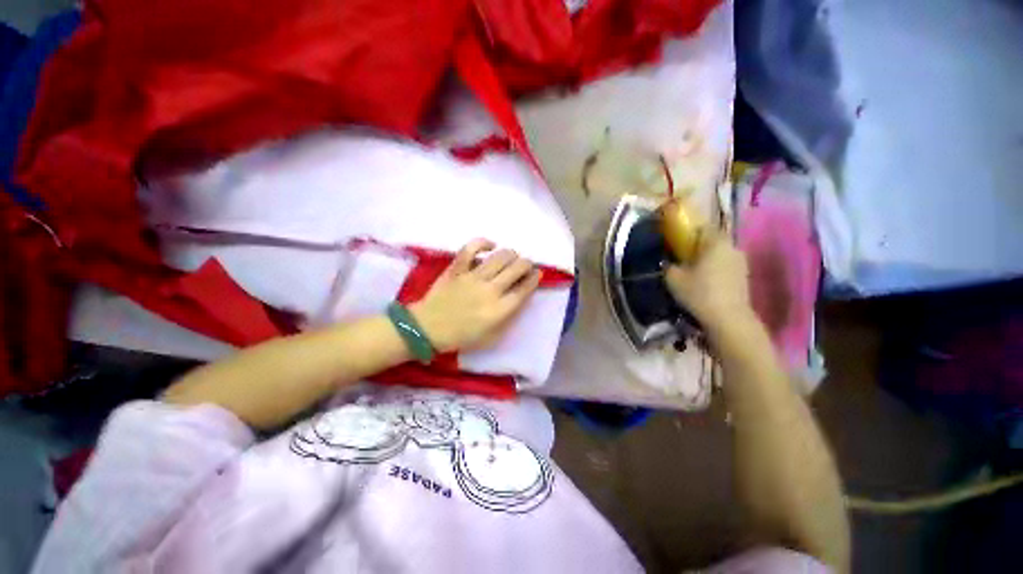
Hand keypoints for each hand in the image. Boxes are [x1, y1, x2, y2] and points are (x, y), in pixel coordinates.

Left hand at [410, 240, 540, 351]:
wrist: (428, 328)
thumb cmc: (461, 337)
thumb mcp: (492, 338)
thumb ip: (509, 318)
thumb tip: (520, 298)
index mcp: (500, 310)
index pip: (524, 289)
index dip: (534, 279)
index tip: (536, 274)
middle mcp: (490, 290)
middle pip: (517, 268)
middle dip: (527, 264)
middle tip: (526, 265)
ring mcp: (473, 277)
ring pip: (500, 256)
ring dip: (511, 254)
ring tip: (511, 257)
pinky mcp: (457, 269)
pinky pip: (471, 249)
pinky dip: (483, 243)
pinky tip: (490, 246)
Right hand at [665, 235, 756, 338]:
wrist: (728, 318)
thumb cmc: (699, 293)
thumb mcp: (673, 279)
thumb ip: (668, 265)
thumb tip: (667, 262)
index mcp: (715, 242)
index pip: (703, 226)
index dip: (689, 231)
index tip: (677, 240)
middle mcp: (732, 247)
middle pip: (713, 240)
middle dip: (698, 246)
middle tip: (682, 257)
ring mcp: (741, 262)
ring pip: (720, 254)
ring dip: (708, 259)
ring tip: (693, 271)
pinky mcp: (744, 277)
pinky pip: (726, 266)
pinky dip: (716, 270)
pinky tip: (706, 282)